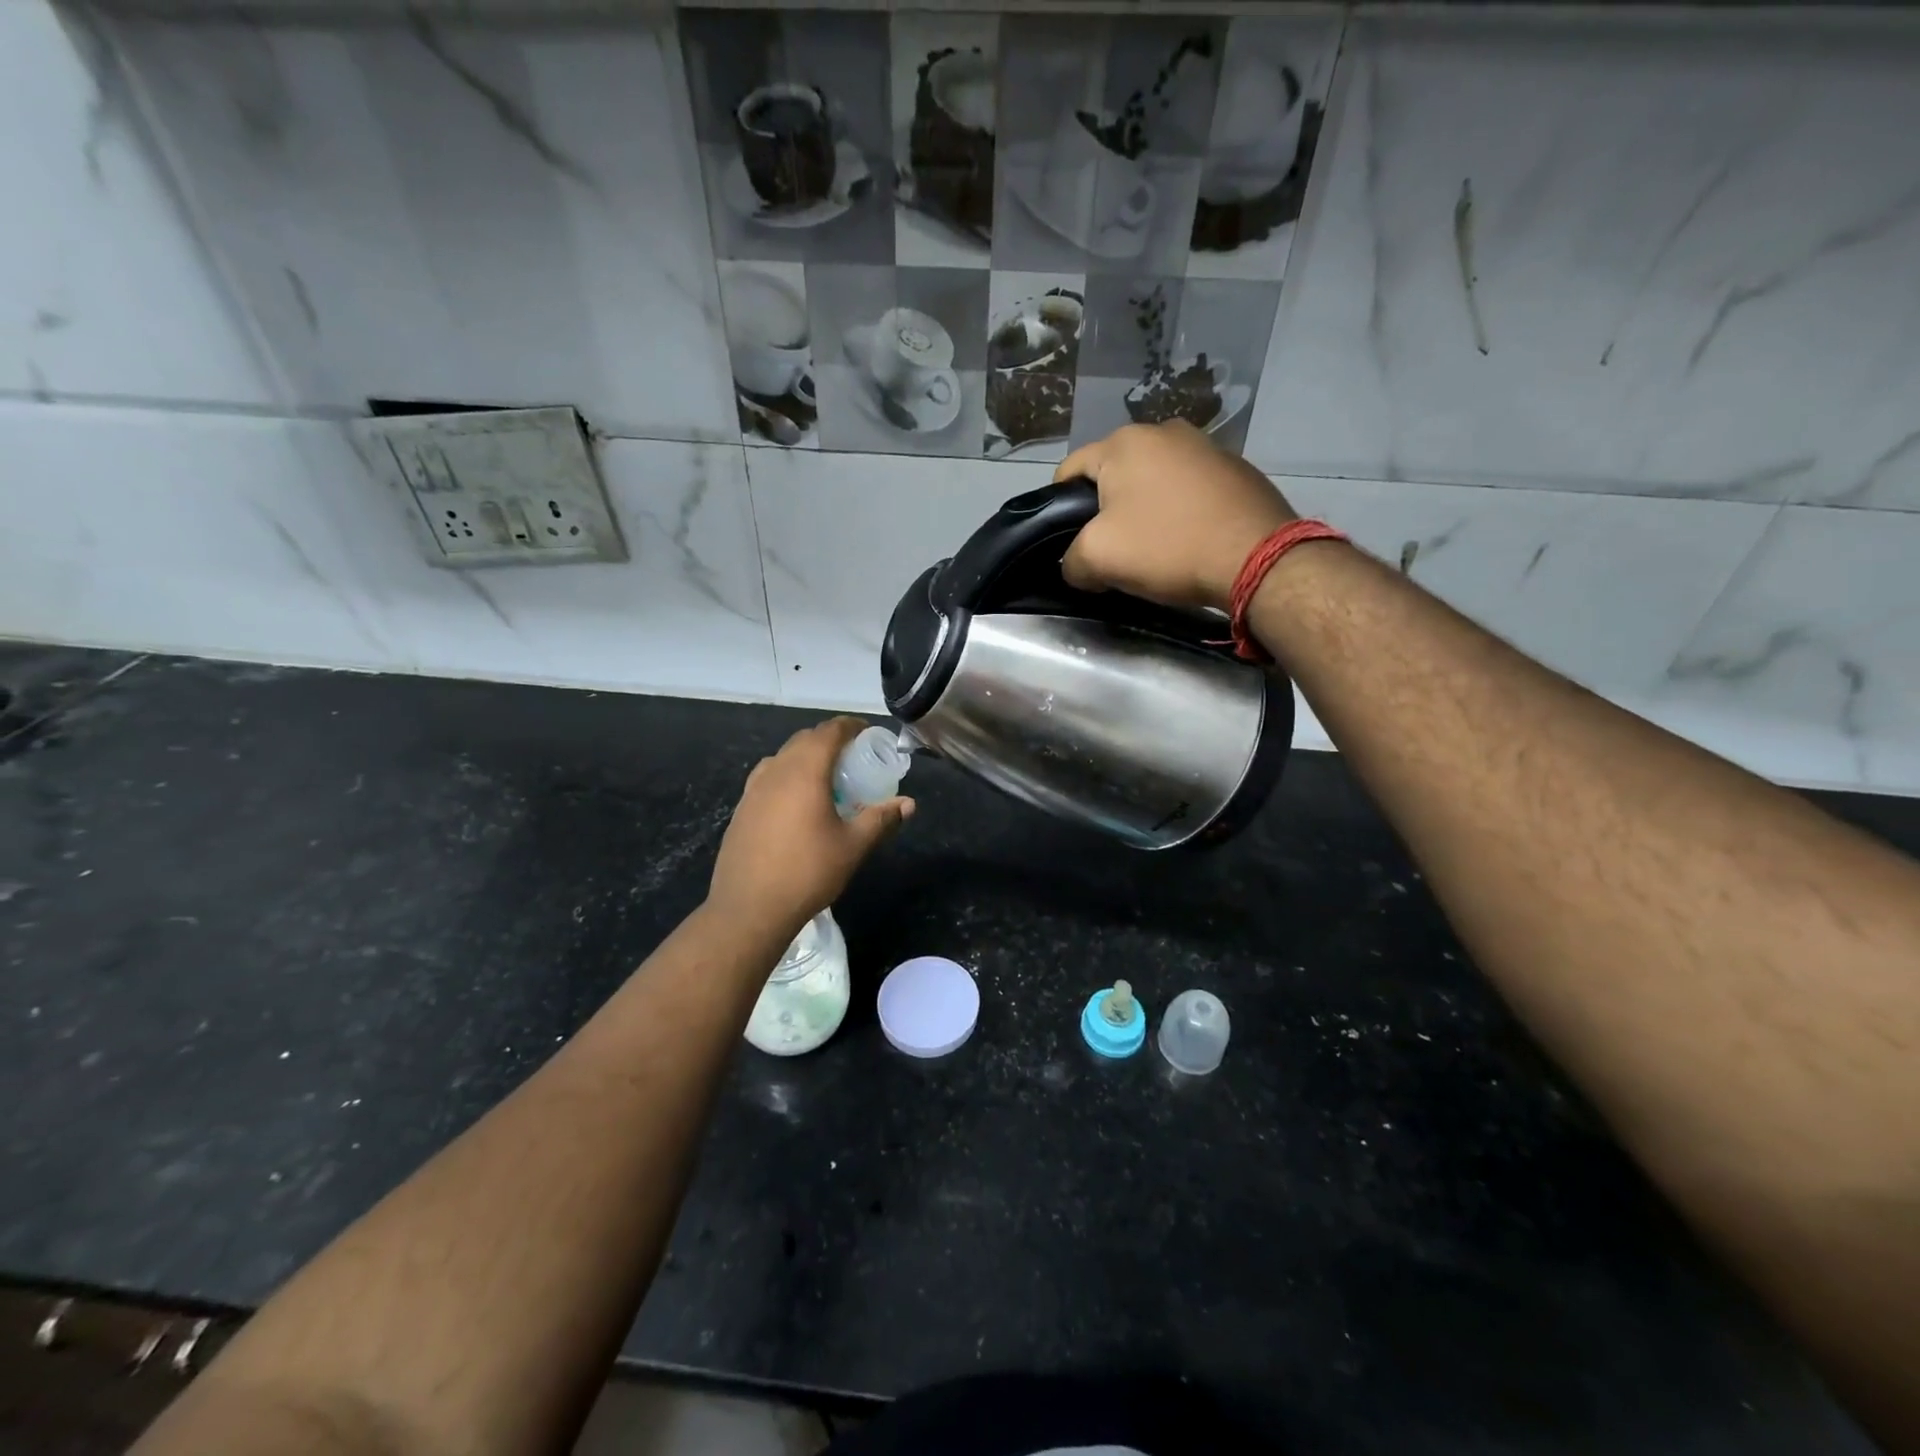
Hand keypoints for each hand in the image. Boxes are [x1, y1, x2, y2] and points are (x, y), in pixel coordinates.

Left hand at [708, 717, 913, 934]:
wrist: (749, 909)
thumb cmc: (807, 872)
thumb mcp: (853, 846)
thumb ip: (881, 820)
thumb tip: (908, 804)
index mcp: (805, 771)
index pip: (829, 732)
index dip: (850, 726)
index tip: (867, 733)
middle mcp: (776, 771)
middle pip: (804, 739)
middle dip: (829, 740)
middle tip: (853, 757)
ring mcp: (753, 790)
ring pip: (782, 757)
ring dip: (805, 757)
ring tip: (825, 778)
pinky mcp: (742, 809)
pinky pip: (767, 778)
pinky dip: (787, 776)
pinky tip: (796, 803)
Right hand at [1054, 421, 1296, 612]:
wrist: (1257, 557)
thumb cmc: (1167, 547)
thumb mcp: (1098, 559)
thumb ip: (1071, 560)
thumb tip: (1076, 564)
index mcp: (1123, 442)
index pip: (1069, 471)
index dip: (1059, 511)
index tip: (1072, 544)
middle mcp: (1163, 431)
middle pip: (1113, 475)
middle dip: (1106, 511)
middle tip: (1114, 551)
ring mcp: (1204, 445)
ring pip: (1153, 481)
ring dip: (1145, 510)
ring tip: (1155, 548)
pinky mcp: (1235, 467)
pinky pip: (1188, 489)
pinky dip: (1180, 511)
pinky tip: (1189, 539)